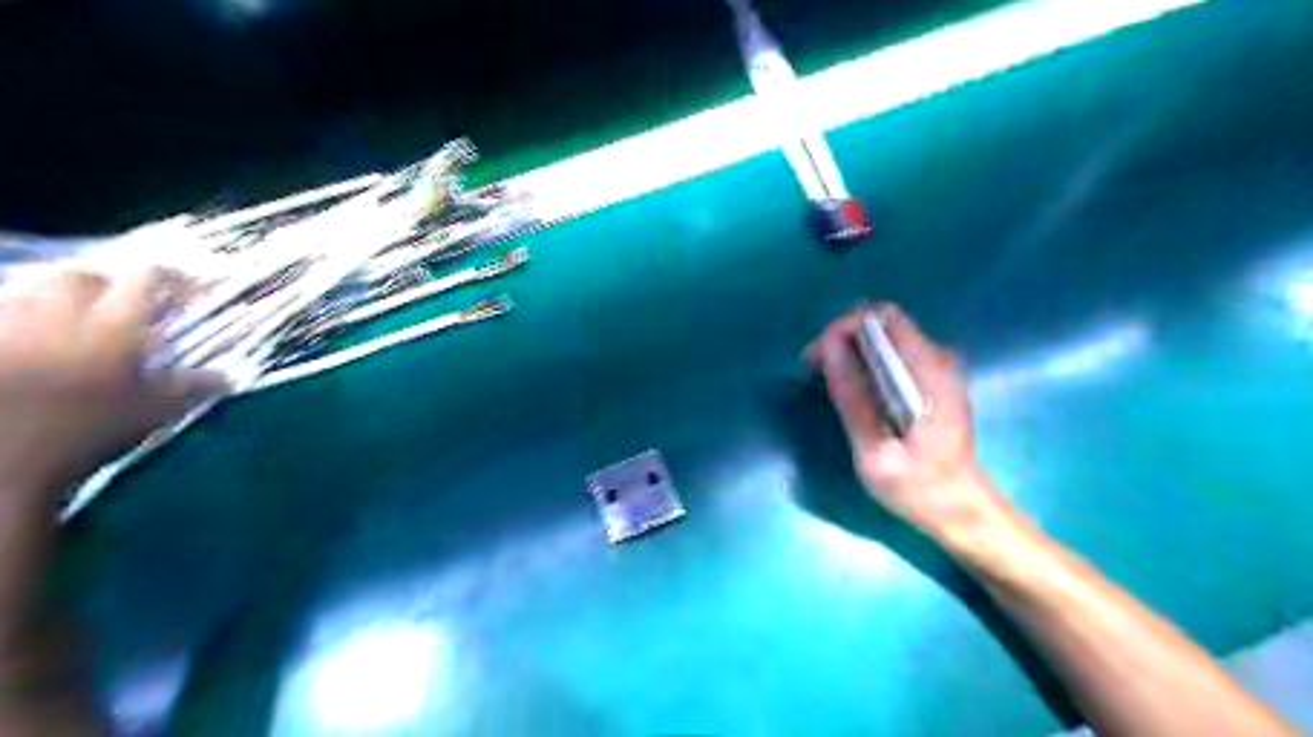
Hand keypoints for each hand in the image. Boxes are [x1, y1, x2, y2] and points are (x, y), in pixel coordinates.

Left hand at [1, 264, 224, 501]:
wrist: (3, 461)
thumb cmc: (88, 434)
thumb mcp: (153, 412)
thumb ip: (190, 386)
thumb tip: (227, 378)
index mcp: (114, 325)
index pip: (148, 277)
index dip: (173, 280)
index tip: (189, 294)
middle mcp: (59, 312)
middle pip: (84, 274)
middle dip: (107, 284)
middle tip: (126, 307)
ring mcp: (8, 323)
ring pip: (34, 287)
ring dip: (60, 298)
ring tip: (76, 321)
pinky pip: (4, 312)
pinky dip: (22, 318)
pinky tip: (35, 341)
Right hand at [807, 301, 1007, 540]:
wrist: (962, 508)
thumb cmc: (918, 486)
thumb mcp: (876, 452)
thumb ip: (853, 398)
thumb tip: (829, 349)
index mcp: (927, 370)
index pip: (882, 317)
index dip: (843, 328)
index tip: (818, 359)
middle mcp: (937, 359)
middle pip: (883, 323)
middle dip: (843, 338)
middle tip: (817, 370)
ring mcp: (939, 369)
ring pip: (887, 337)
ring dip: (852, 349)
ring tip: (829, 380)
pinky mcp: (934, 381)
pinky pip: (894, 355)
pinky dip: (867, 362)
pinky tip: (855, 391)